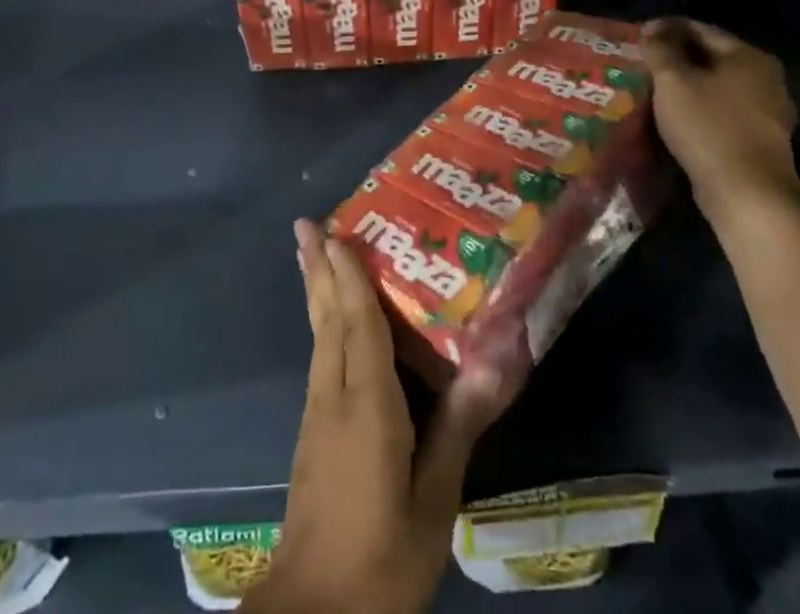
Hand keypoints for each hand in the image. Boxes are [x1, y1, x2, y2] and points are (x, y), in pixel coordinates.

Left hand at [246, 221, 507, 613]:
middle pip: (325, 318)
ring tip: (311, 254)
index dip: (348, 275)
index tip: (337, 230)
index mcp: (366, 404)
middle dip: (317, 267)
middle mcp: (333, 395)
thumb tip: (494, 364)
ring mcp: (316, 414)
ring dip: (315, 290)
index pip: (357, 322)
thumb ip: (458, 428)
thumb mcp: (434, 501)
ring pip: (317, 335)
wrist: (314, 613)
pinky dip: (322, 323)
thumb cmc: (383, 556)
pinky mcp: (312, 434)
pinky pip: (319, 358)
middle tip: (305, 224)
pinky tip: (328, 324)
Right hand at [641, 17, 799, 227]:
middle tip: (643, 63)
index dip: (666, 29)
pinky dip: (699, 107)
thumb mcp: (673, 81)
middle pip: (711, 56)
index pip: (701, 29)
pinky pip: (723, 110)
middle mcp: (766, 78)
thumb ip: (660, 49)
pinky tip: (677, 116)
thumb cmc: (708, 128)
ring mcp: (768, 110)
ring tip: (653, 89)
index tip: (638, 37)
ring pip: (717, 85)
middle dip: (676, 57)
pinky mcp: (761, 139)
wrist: (747, 196)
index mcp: (749, 56)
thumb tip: (653, 28)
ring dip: (687, 84)